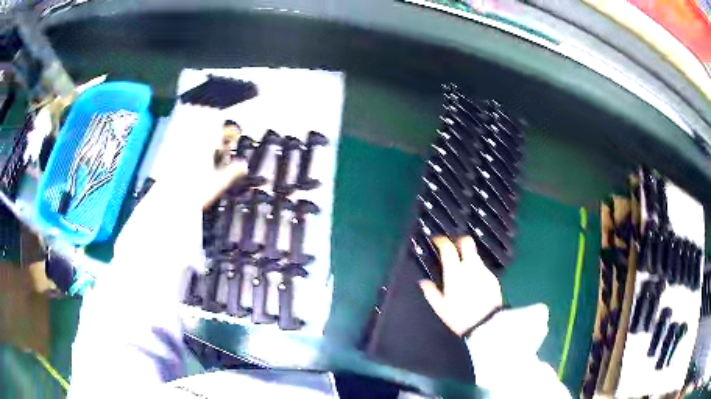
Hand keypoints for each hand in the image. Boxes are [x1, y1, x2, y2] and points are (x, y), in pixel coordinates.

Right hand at [419, 236, 502, 335]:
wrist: (486, 324)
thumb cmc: (460, 316)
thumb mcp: (440, 307)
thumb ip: (431, 292)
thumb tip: (423, 282)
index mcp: (455, 272)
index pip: (448, 248)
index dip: (441, 241)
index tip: (437, 241)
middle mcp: (471, 267)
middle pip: (467, 243)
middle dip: (459, 240)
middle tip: (452, 246)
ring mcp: (484, 271)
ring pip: (475, 255)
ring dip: (467, 256)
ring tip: (462, 268)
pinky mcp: (493, 278)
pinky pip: (482, 268)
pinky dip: (476, 269)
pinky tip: (473, 281)